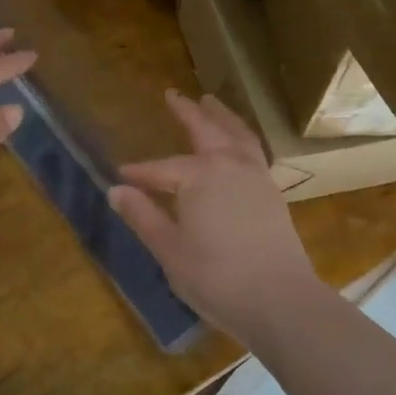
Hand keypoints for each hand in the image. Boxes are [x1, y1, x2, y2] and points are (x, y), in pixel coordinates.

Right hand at [109, 91, 324, 347]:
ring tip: (210, 101)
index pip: (161, 169)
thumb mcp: (169, 250)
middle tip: (173, 94)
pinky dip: (241, 137)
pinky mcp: (273, 193)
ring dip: (221, 116)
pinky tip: (237, 144)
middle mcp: (230, 166)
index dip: (140, 172)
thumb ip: (142, 216)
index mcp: (199, 176)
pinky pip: (253, 150)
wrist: (280, 300)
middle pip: (206, 131)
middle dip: (187, 112)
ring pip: (237, 134)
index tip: (121, 174)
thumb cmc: (216, 277)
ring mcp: (256, 177)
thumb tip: (115, 190)